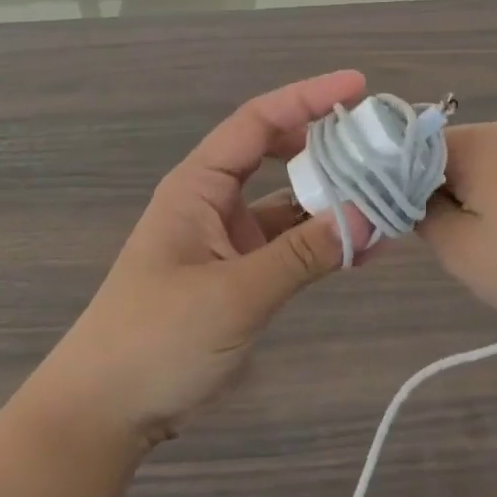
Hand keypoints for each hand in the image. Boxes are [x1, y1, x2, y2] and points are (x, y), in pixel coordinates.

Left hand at [29, 72, 377, 448]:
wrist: (107, 410)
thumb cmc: (156, 338)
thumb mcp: (235, 293)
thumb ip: (304, 253)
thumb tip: (372, 214)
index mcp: (198, 186)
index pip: (257, 121)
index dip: (307, 97)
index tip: (359, 86)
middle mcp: (215, 203)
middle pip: (278, 155)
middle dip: (328, 146)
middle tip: (381, 145)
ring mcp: (228, 241)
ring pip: (290, 205)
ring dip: (334, 201)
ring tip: (389, 197)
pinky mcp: (240, 277)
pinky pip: (290, 247)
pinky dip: (324, 244)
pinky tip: (366, 249)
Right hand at [418, 118, 496, 346]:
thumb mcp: (459, 250)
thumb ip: (419, 215)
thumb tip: (411, 196)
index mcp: (477, 140)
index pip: (411, 148)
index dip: (400, 185)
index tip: (405, 225)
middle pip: (446, 154)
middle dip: (439, 195)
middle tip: (453, 244)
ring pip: (481, 167)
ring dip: (472, 201)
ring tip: (492, 248)